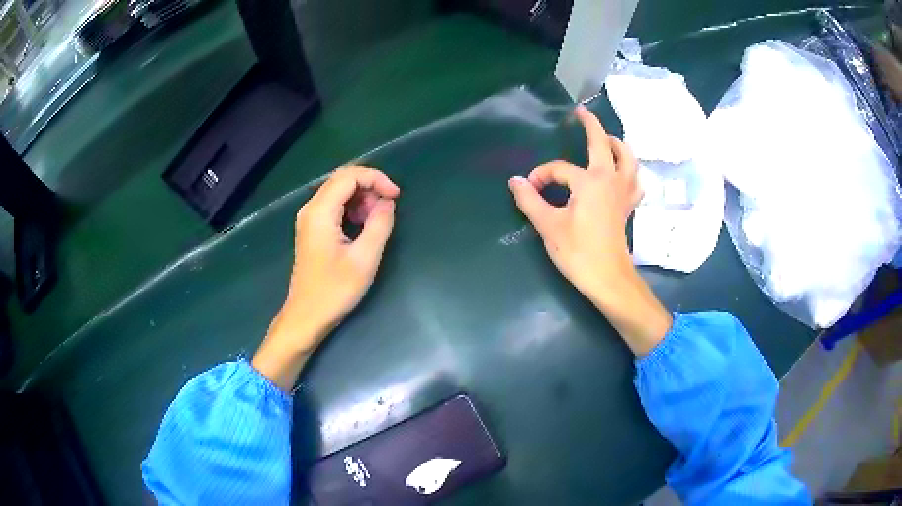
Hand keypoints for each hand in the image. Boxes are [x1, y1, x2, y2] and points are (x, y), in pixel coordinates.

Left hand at [253, 166, 399, 390]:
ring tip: (377, 222)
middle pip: (343, 180)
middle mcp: (310, 208)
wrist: (306, 316)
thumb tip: (388, 202)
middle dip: (370, 188)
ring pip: (339, 192)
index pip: (349, 176)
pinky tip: (363, 227)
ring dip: (362, 199)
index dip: (376, 179)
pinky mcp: (311, 229)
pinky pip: (334, 206)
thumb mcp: (364, 259)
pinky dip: (352, 209)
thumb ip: (379, 224)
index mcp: (320, 212)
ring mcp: (309, 218)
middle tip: (388, 210)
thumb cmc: (335, 291)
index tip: (396, 196)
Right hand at [508, 105, 641, 298]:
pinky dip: (630, 171)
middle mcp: (610, 180)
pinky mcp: (628, 206)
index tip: (529, 188)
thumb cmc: (578, 252)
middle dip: (592, 125)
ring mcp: (623, 192)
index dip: (542, 175)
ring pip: (628, 159)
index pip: (560, 169)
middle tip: (581, 112)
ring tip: (607, 139)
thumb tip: (515, 181)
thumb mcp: (548, 226)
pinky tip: (624, 173)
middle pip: (603, 144)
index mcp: (590, 181)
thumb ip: (530, 200)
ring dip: (617, 145)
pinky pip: (634, 181)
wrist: (608, 278)